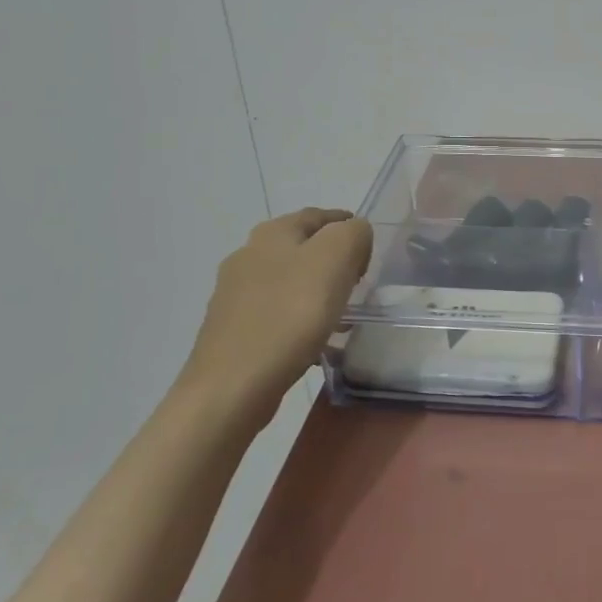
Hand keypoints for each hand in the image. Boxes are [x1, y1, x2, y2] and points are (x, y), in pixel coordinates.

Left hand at [177, 207, 373, 433]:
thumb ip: (353, 234)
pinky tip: (314, 340)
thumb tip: (354, 236)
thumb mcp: (336, 258)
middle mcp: (247, 255)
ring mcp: (235, 294)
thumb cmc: (290, 315)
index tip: (370, 253)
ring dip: (316, 291)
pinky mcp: (232, 329)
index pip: (320, 215)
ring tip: (342, 314)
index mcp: (272, 233)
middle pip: (302, 247)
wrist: (232, 386)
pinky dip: (300, 318)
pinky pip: (277, 313)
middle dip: (333, 260)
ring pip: (289, 281)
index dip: (349, 227)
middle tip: (359, 282)